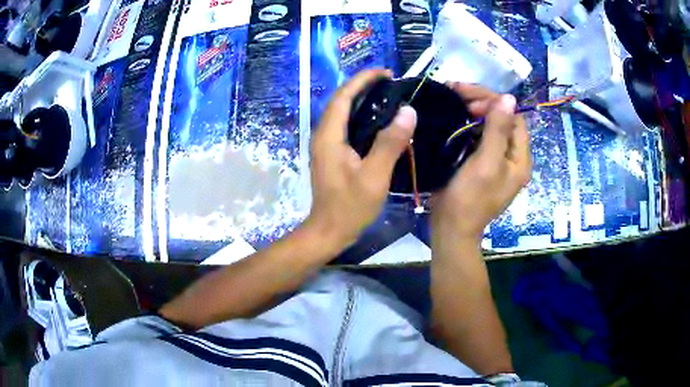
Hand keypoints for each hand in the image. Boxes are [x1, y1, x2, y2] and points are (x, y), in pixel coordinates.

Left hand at [305, 69, 416, 250]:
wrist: (329, 231)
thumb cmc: (350, 207)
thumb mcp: (374, 176)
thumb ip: (390, 143)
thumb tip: (408, 111)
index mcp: (329, 135)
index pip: (343, 95)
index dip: (363, 79)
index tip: (386, 72)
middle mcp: (323, 134)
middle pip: (341, 100)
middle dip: (363, 86)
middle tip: (391, 83)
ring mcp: (325, 144)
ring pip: (342, 112)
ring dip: (362, 99)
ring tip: (388, 95)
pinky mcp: (331, 153)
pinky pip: (345, 126)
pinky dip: (361, 116)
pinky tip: (379, 121)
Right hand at [432, 83, 531, 243]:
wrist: (451, 228)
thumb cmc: (470, 198)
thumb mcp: (487, 163)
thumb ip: (498, 130)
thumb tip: (509, 98)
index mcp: (520, 159)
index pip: (514, 118)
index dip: (495, 102)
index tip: (469, 97)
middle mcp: (512, 157)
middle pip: (503, 120)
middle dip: (482, 102)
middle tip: (456, 92)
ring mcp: (497, 160)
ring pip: (490, 126)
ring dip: (474, 110)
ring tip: (452, 99)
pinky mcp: (481, 163)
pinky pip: (479, 136)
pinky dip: (468, 123)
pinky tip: (454, 116)